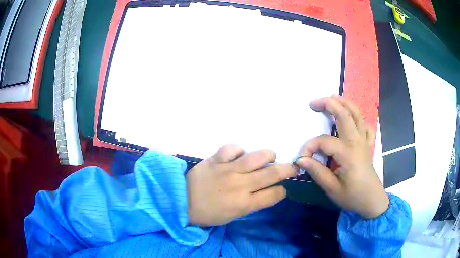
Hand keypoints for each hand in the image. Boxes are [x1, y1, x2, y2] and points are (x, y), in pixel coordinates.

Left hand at [187, 145, 296, 225]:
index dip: (282, 191)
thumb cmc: (209, 213)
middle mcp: (240, 186)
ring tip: (271, 157)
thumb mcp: (233, 215)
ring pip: (256, 157)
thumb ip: (252, 203)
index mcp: (245, 204)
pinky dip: (239, 149)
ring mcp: (228, 170)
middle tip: (291, 168)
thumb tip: (268, 191)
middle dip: (287, 170)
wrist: (181, 202)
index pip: (274, 194)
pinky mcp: (216, 160)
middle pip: (272, 174)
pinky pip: (232, 148)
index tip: (281, 189)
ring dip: (268, 155)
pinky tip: (240, 155)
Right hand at [295, 96, 388, 218]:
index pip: (323, 141)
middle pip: (344, 115)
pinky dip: (359, 117)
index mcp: (348, 154)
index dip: (309, 147)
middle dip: (328, 104)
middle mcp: (357, 142)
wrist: (372, 201)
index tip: (301, 160)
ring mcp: (364, 141)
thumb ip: (316, 172)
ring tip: (332, 97)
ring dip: (344, 103)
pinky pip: (366, 126)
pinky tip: (353, 116)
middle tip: (313, 102)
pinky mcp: (368, 144)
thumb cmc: (353, 197)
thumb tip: (300, 160)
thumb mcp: (332, 189)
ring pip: (357, 114)